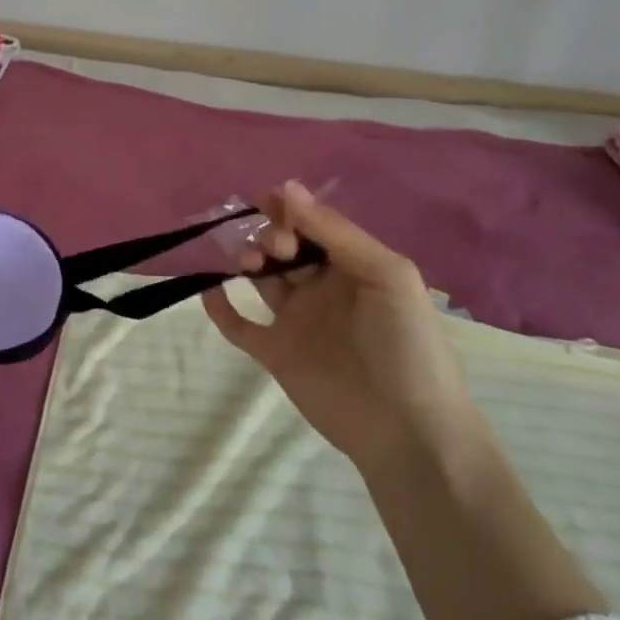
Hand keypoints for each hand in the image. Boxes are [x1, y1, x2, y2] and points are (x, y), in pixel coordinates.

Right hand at [201, 181, 479, 470]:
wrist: (408, 432)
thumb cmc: (406, 345)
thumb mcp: (385, 275)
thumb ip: (335, 231)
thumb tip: (286, 187)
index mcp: (352, 266)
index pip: (313, 225)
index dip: (291, 210)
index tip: (269, 201)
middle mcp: (322, 288)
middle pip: (284, 247)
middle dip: (272, 235)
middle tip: (275, 248)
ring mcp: (297, 321)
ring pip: (262, 278)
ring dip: (248, 260)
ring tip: (249, 264)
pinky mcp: (276, 354)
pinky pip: (241, 326)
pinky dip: (221, 308)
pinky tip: (211, 291)